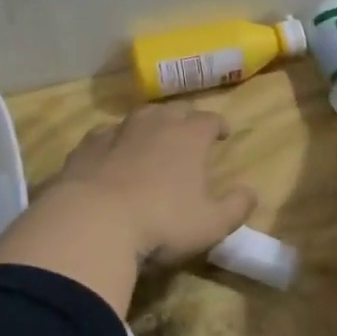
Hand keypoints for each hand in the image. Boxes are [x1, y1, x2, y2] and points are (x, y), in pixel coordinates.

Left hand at [0, 102, 255, 315]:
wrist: (91, 223)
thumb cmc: (161, 223)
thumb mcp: (211, 224)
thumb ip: (236, 207)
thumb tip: (251, 192)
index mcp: (187, 137)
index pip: (209, 119)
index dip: (218, 125)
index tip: (222, 135)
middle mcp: (152, 125)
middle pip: (172, 111)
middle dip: (183, 120)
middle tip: (187, 135)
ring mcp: (115, 133)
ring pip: (136, 118)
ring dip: (147, 126)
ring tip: (150, 141)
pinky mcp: (84, 148)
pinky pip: (103, 136)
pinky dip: (113, 143)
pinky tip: (110, 157)